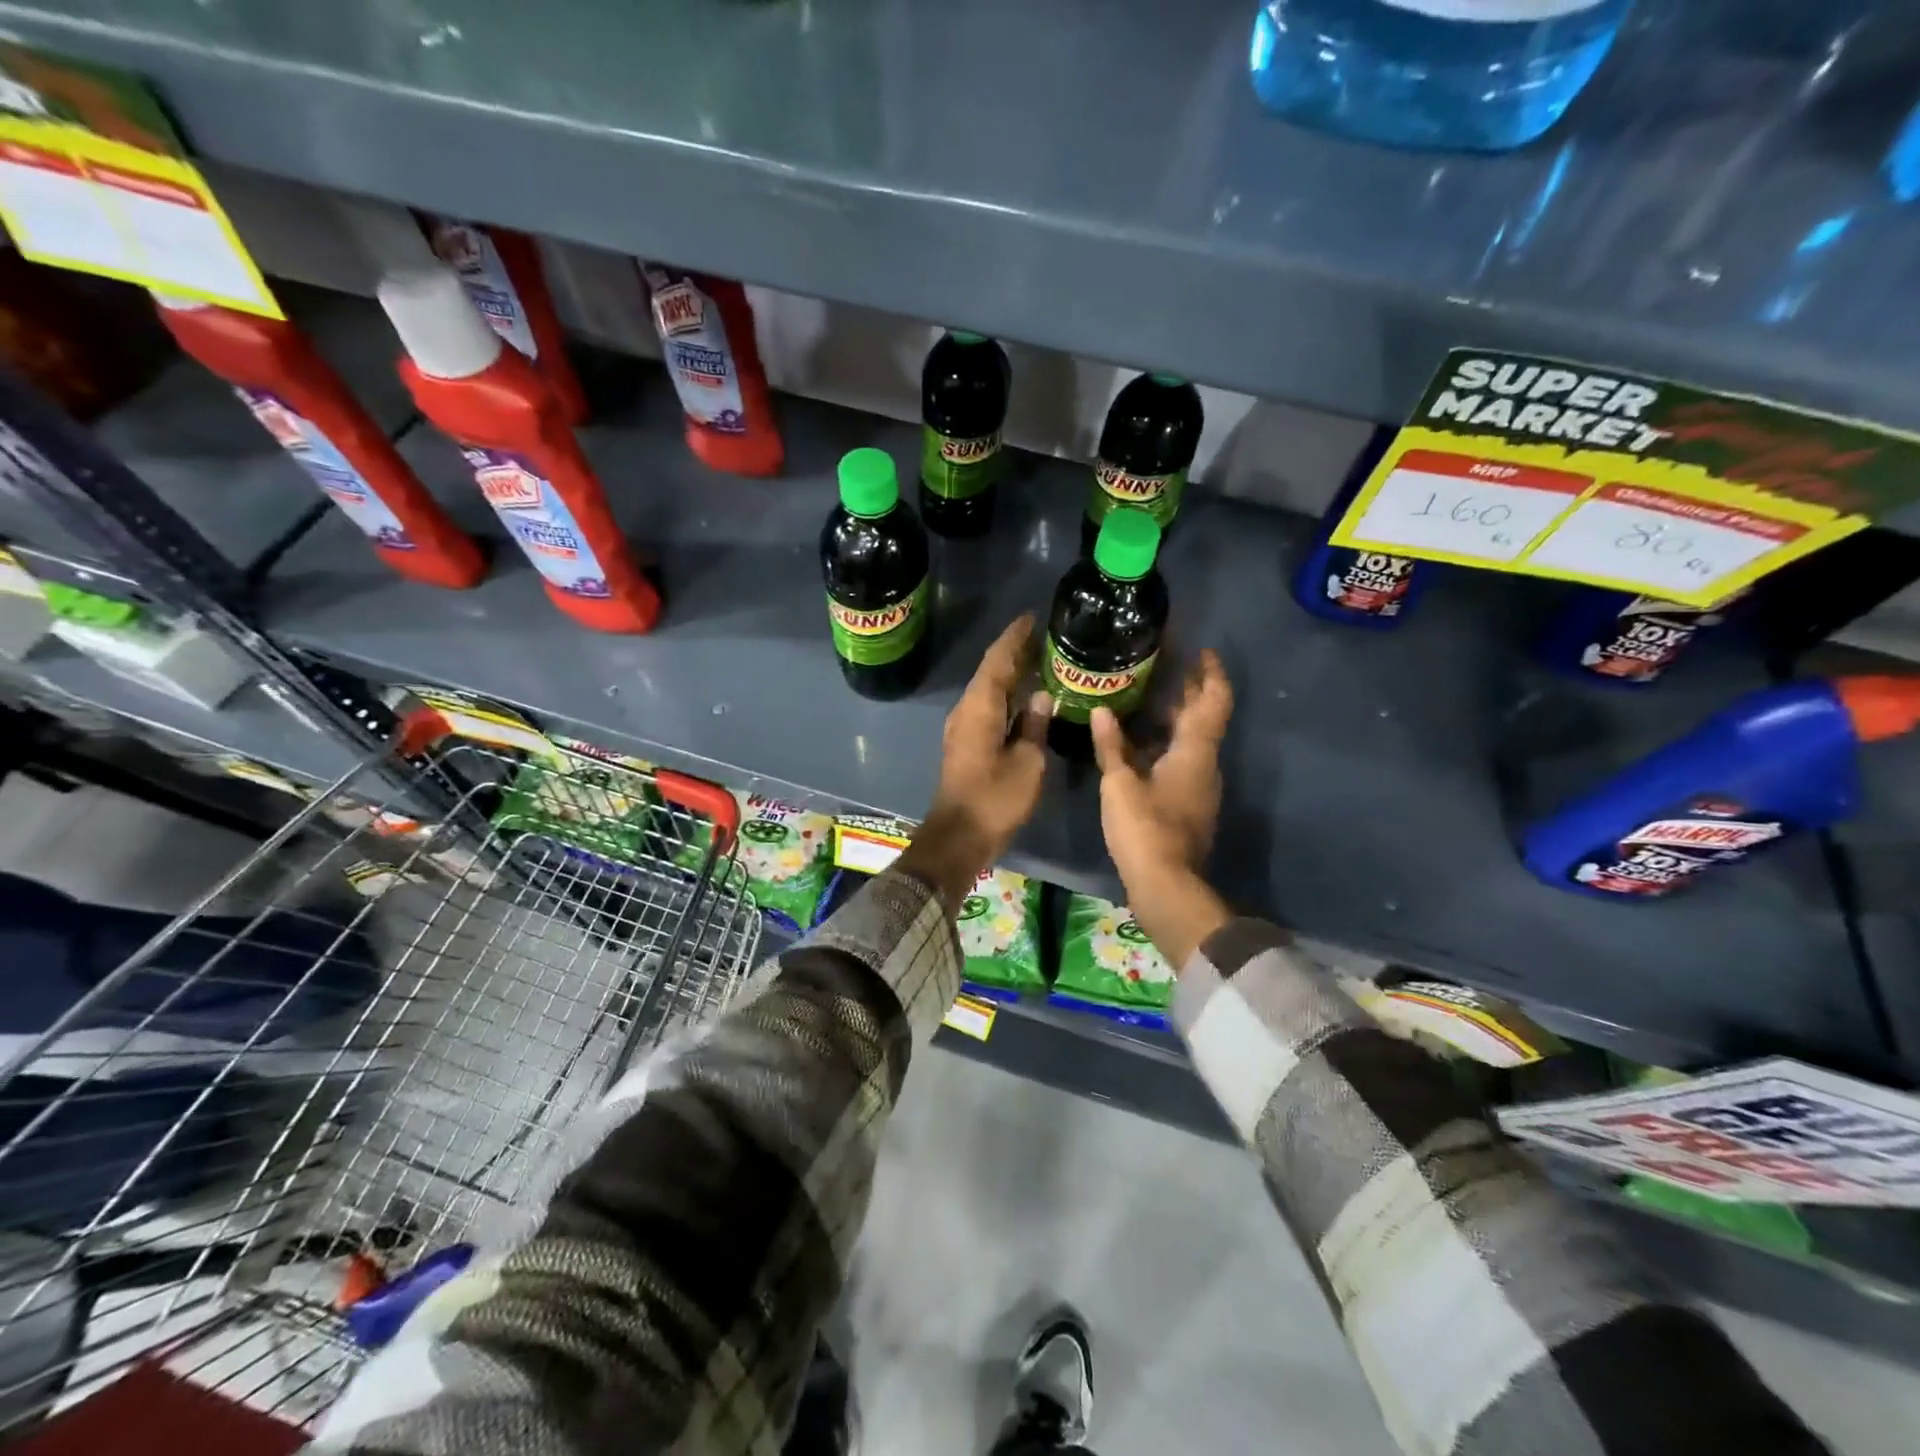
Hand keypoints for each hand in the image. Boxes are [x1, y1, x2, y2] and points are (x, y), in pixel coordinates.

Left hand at [898, 615, 1049, 913]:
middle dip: (1014, 652)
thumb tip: (1041, 697)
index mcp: (980, 707)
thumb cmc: (996, 799)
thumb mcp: (1027, 762)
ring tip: (1039, 659)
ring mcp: (963, 727)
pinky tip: (1024, 697)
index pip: (998, 660)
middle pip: (991, 671)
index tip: (1032, 617)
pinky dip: (1005, 695)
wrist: (959, 837)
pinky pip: (987, 707)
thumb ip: (1034, 726)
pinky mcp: (966, 744)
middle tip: (1043, 635)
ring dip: (1010, 673)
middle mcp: (966, 710)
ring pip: (988, 689)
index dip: (1015, 637)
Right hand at [1090, 650, 1234, 967]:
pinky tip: (1136, 744)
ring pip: (1190, 742)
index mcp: (1195, 752)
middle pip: (1203, 719)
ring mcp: (1198, 787)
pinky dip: (1163, 745)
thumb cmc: (1145, 828)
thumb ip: (1111, 745)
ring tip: (1143, 699)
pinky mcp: (1187, 805)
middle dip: (1188, 691)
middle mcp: (1204, 765)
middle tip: (1163, 667)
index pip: (1213, 701)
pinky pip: (1179, 762)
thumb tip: (1101, 710)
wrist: (1165, 886)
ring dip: (1174, 719)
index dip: (1210, 673)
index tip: (1201, 650)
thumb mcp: (1119, 783)